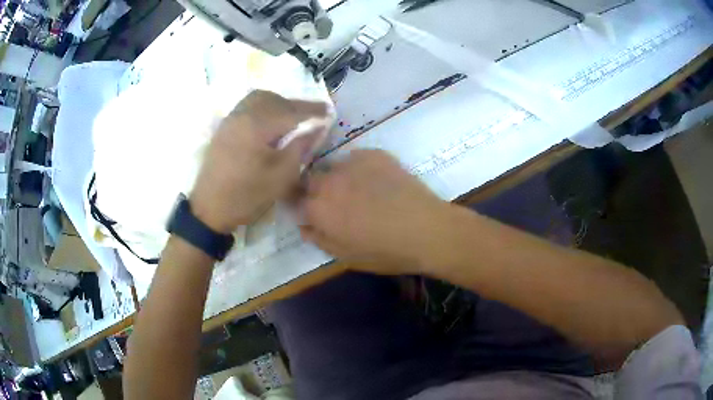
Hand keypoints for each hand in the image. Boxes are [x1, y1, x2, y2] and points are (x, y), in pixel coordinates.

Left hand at [190, 90, 327, 233]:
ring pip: (260, 98)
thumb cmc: (247, 196)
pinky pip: (248, 106)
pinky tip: (270, 122)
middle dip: (296, 105)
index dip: (313, 110)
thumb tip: (317, 128)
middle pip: (275, 99)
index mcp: (257, 125)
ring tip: (292, 117)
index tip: (329, 111)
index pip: (291, 111)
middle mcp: (242, 114)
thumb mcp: (282, 176)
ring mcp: (230, 119)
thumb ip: (301, 147)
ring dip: (279, 103)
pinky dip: (264, 107)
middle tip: (312, 116)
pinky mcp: (224, 127)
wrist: (209, 209)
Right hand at [300, 150, 451, 273]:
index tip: (313, 212)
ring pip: (333, 166)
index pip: (296, 201)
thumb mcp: (347, 256)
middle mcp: (328, 181)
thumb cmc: (385, 251)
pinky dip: (359, 168)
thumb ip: (319, 239)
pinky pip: (356, 158)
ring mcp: (351, 163)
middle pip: (311, 179)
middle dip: (317, 190)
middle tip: (337, 202)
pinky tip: (376, 180)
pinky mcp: (373, 153)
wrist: (426, 229)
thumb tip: (304, 226)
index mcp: (318, 208)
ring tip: (358, 190)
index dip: (303, 207)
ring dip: (337, 178)